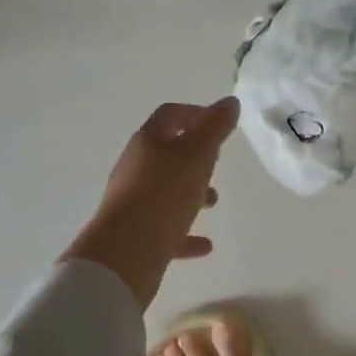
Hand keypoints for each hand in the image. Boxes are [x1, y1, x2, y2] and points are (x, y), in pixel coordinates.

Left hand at [63, 97, 240, 309]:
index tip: (221, 123)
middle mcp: (136, 167)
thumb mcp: (198, 155)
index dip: (196, 113)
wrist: (124, 253)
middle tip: (217, 162)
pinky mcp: (135, 233)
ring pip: (166, 189)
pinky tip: (204, 245)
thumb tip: (230, 102)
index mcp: (148, 141)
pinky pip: (165, 227)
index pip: (171, 115)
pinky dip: (185, 231)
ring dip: (190, 192)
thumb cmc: (164, 194)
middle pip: (167, 152)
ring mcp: (132, 201)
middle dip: (195, 156)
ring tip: (213, 202)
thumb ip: (216, 128)